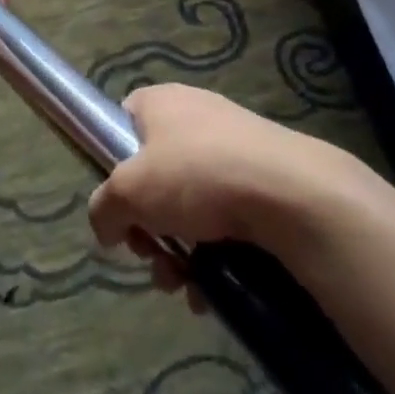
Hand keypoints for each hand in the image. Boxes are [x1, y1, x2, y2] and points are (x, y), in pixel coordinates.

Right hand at [88, 83, 354, 308]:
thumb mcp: (128, 191)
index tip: (120, 201)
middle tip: (151, 255)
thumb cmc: (196, 175)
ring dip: (178, 251)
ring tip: (182, 285)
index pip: (124, 121)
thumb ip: (103, 208)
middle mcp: (197, 116)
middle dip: (148, 225)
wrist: (292, 194)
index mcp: (161, 102)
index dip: (114, 162)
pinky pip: (229, 219)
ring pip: (191, 204)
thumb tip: (107, 228)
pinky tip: (212, 291)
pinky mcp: (267, 181)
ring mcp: (236, 148)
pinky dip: (215, 255)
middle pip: (156, 174)